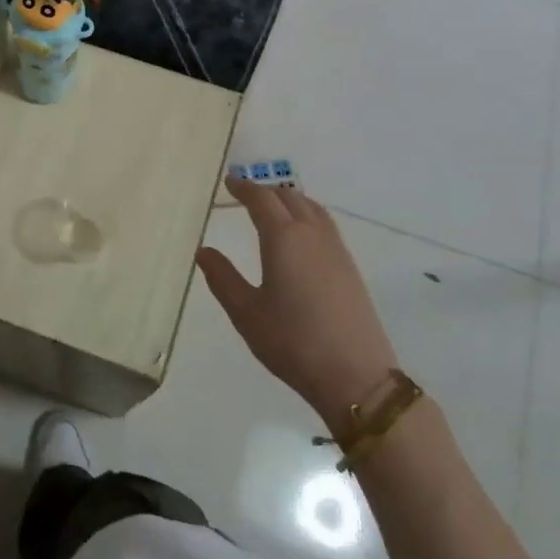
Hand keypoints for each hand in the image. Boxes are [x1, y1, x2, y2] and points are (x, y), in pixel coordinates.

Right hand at [196, 178, 398, 433]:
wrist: (355, 376)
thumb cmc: (292, 342)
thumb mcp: (246, 312)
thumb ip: (222, 278)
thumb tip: (204, 250)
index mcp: (284, 238)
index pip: (261, 200)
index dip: (243, 188)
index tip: (228, 182)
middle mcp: (312, 234)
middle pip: (289, 197)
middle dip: (265, 190)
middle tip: (245, 193)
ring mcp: (336, 250)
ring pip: (312, 208)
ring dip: (289, 199)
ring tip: (273, 206)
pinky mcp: (350, 267)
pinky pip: (325, 224)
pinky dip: (307, 214)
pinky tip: (300, 234)